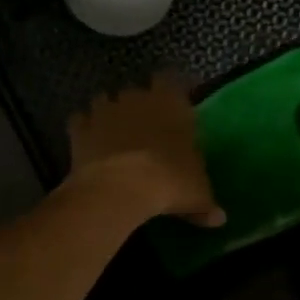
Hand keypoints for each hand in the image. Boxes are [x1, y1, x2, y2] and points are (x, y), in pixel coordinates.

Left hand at [66, 76, 225, 226]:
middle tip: (143, 128)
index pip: (171, 80)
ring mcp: (105, 110)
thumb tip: (219, 219)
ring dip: (108, 113)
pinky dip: (83, 129)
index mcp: (172, 103)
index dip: (169, 93)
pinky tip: (88, 144)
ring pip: (105, 100)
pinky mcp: (80, 127)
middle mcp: (137, 98)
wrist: (120, 188)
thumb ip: (206, 203)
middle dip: (137, 105)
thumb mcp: (197, 195)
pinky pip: (80, 120)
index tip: (171, 109)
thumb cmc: (169, 182)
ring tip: (112, 135)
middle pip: (136, 91)